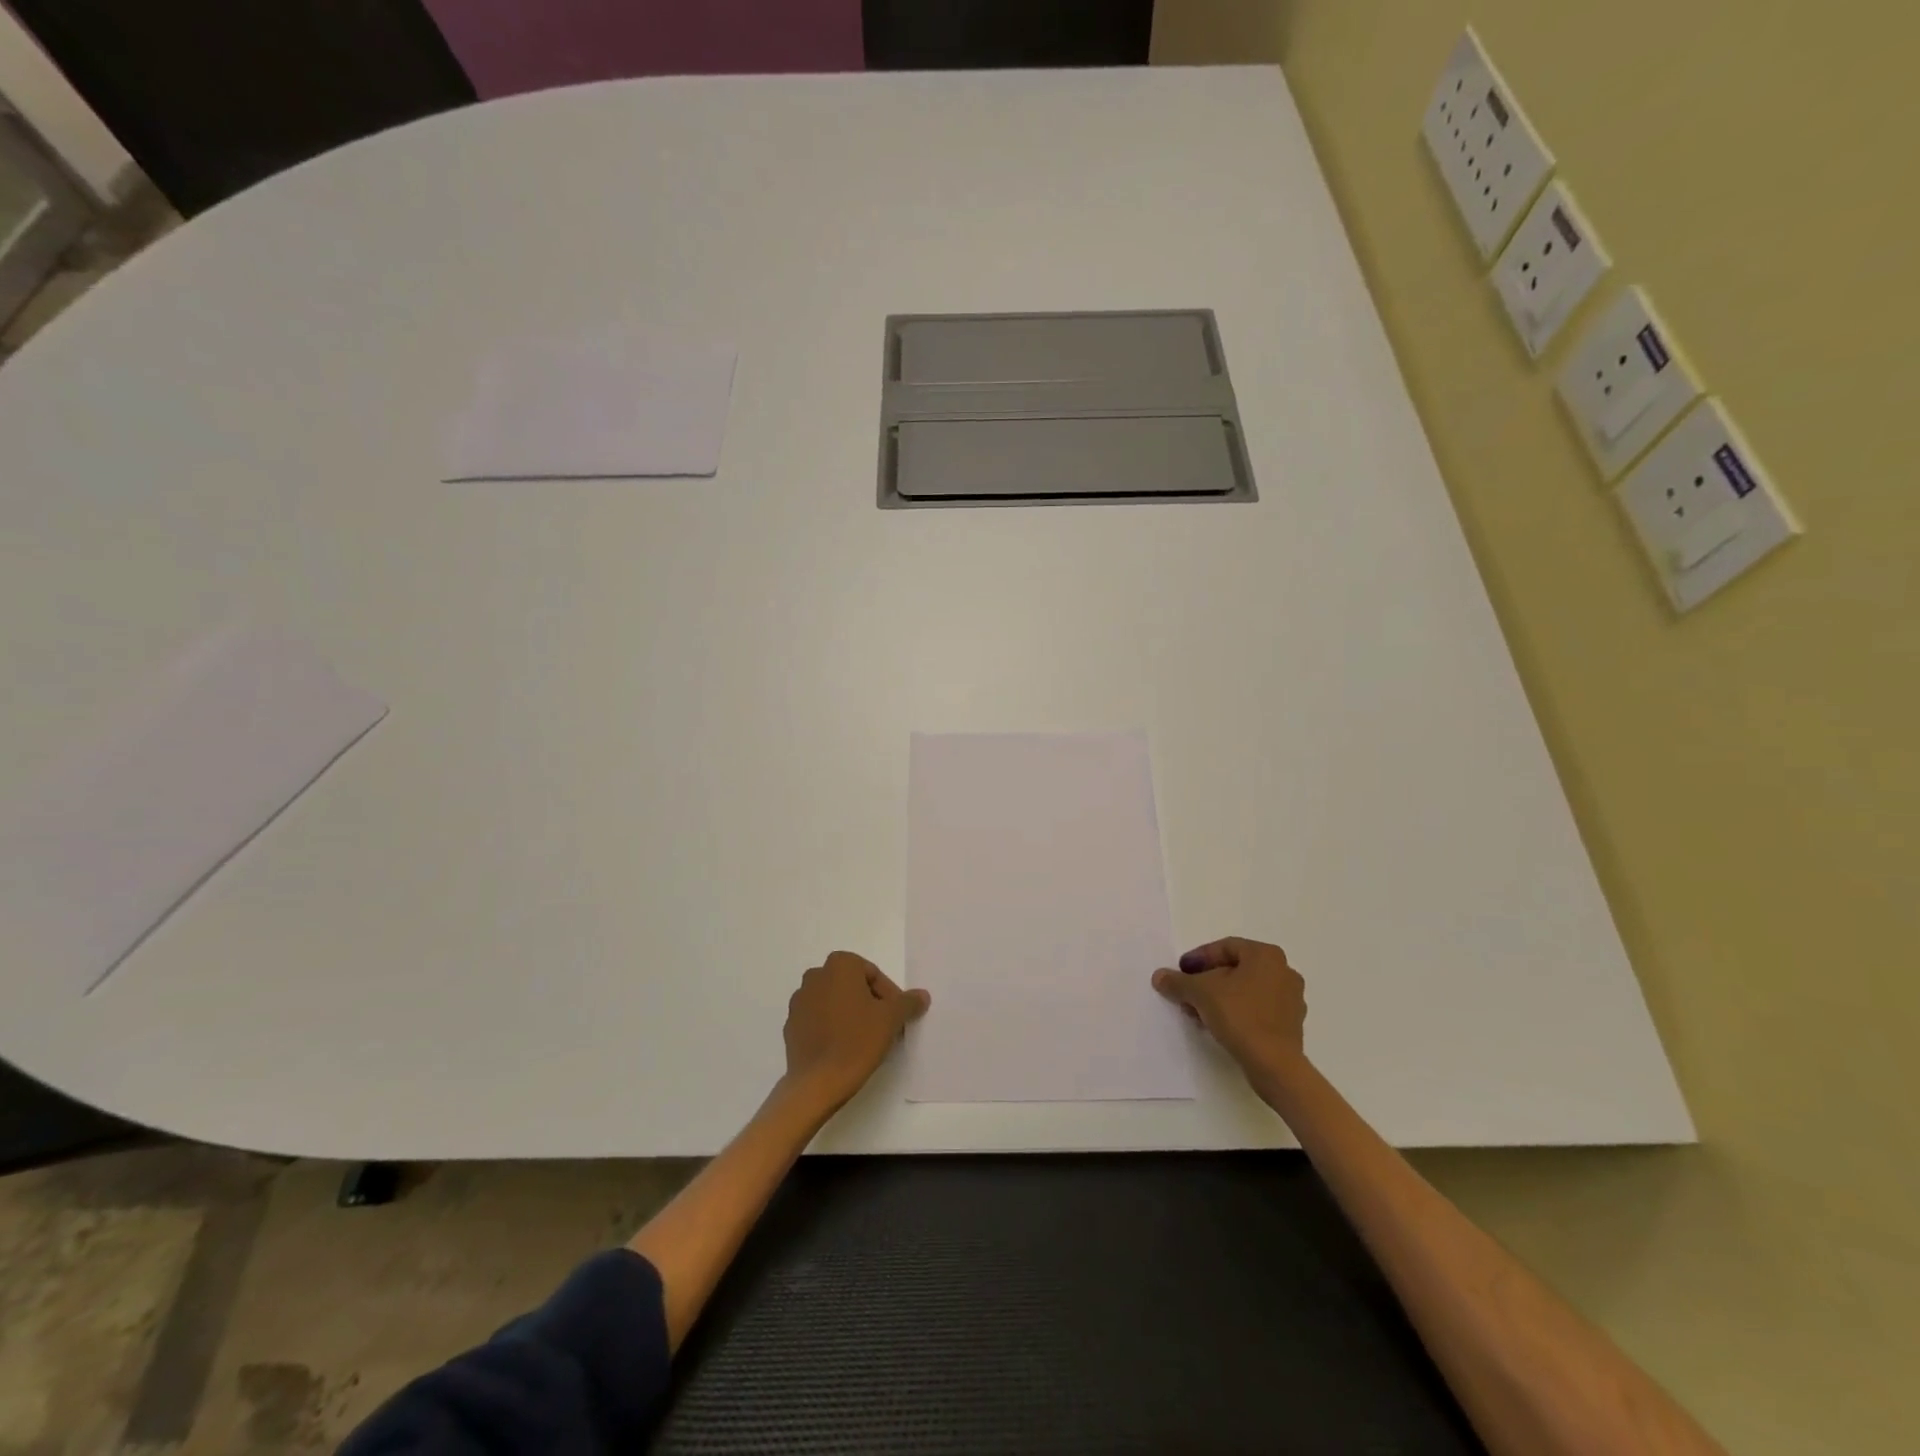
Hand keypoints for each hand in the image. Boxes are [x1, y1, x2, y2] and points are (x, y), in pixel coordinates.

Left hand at [779, 951, 930, 1116]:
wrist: (817, 1083)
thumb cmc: (857, 1041)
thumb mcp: (891, 1019)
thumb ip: (908, 1002)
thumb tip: (921, 995)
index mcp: (840, 965)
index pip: (873, 974)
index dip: (889, 995)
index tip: (896, 1017)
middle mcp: (815, 976)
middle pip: (852, 985)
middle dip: (869, 1002)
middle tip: (884, 1026)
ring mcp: (799, 1001)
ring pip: (834, 1002)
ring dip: (850, 1014)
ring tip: (865, 1039)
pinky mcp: (791, 1025)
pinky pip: (818, 1020)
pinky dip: (832, 1027)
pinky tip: (843, 1048)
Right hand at [1152, 936, 1307, 1081]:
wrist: (1274, 1065)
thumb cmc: (1240, 1016)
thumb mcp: (1200, 993)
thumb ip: (1178, 981)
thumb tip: (1159, 976)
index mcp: (1266, 955)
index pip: (1225, 948)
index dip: (1198, 958)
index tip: (1181, 971)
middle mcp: (1284, 971)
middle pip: (1235, 969)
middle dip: (1207, 980)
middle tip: (1187, 992)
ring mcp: (1291, 999)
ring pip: (1246, 990)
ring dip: (1219, 997)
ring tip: (1197, 1011)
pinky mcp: (1291, 1024)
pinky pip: (1257, 1008)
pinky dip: (1236, 1011)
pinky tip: (1217, 1025)